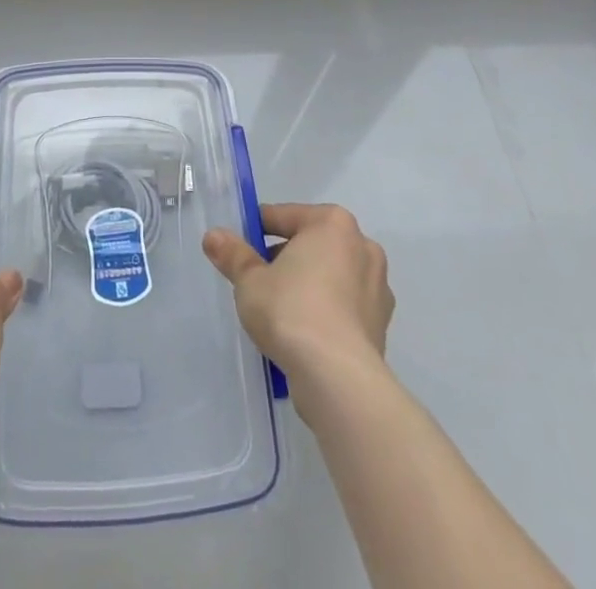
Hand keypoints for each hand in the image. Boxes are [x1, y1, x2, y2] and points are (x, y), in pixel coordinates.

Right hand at [202, 203, 393, 378]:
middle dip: (285, 259)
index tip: (240, 248)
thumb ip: (233, 255)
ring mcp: (377, 287)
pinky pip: (344, 307)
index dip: (257, 230)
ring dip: (307, 286)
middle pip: (311, 244)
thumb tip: (213, 236)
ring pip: (330, 276)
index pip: (284, 216)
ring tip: (279, 311)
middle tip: (258, 282)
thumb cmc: (291, 311)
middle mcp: (362, 246)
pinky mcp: (382, 324)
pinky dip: (325, 313)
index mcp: (332, 223)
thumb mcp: (250, 281)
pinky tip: (303, 334)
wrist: (338, 378)